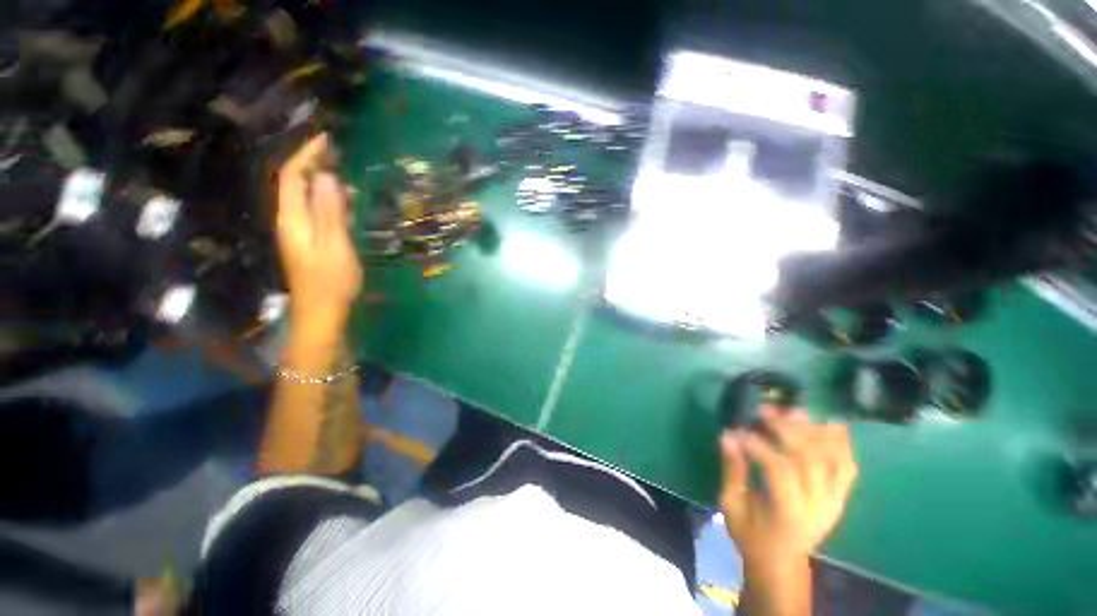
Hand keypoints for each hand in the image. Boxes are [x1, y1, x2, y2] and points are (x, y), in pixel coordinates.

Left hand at [276, 133, 362, 335]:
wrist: (322, 310)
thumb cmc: (331, 280)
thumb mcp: (335, 245)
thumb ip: (330, 211)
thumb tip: (327, 177)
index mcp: (293, 217)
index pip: (292, 175)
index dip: (307, 154)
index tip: (327, 138)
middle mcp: (290, 219)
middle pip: (295, 182)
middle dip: (312, 162)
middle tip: (337, 150)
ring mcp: (299, 230)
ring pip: (305, 195)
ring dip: (320, 178)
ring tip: (343, 168)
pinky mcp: (309, 239)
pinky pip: (314, 209)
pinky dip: (327, 197)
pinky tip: (344, 199)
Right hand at [719, 406, 857, 572]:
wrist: (782, 561)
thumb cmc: (751, 535)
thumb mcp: (731, 505)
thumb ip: (732, 470)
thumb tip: (727, 435)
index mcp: (790, 513)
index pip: (780, 469)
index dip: (758, 444)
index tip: (737, 429)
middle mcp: (819, 505)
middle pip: (810, 458)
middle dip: (786, 429)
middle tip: (763, 410)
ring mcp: (836, 499)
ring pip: (833, 457)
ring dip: (814, 430)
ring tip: (793, 410)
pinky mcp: (841, 496)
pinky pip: (847, 464)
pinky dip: (839, 441)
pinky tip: (825, 423)